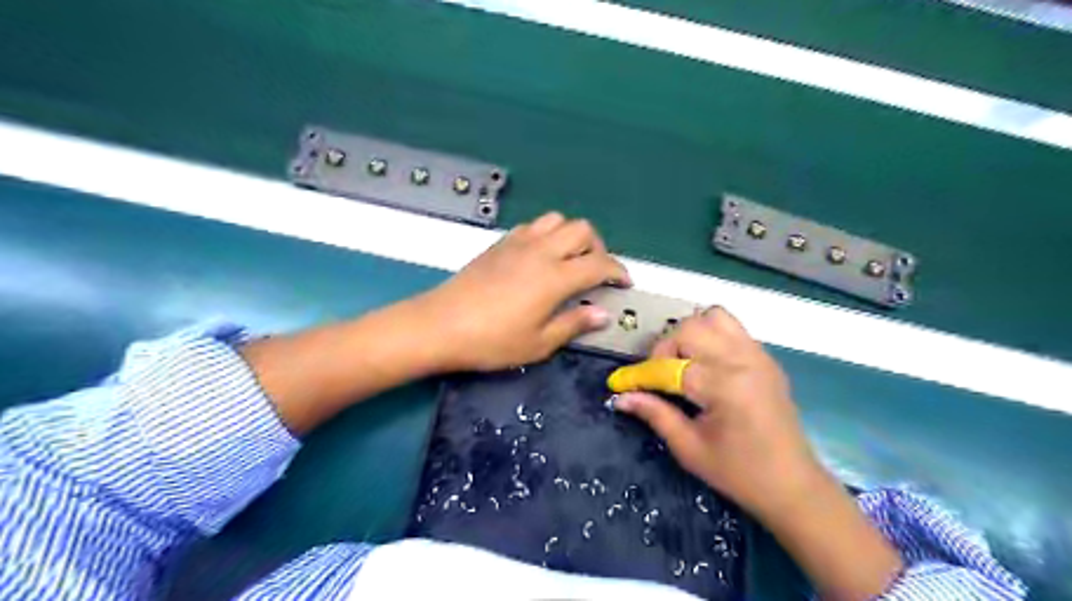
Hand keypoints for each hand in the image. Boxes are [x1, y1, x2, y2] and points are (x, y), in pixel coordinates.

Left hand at [412, 212, 629, 371]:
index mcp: (555, 277)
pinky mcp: (500, 243)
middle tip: (596, 272)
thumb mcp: (538, 343)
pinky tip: (540, 257)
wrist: (440, 325)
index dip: (618, 271)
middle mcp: (541, 251)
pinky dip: (547, 234)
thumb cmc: (492, 341)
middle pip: (582, 230)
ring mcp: (518, 243)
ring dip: (572, 236)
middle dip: (598, 247)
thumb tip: (602, 314)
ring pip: (557, 220)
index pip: (599, 264)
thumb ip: (574, 324)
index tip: (624, 283)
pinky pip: (533, 225)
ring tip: (570, 260)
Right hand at [610, 307, 822, 518]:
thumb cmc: (739, 474)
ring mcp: (758, 355)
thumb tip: (621, 397)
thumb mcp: (689, 448)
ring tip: (683, 363)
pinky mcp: (766, 358)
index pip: (669, 366)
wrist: (793, 486)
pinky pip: (732, 328)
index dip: (639, 375)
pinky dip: (711, 336)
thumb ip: (655, 414)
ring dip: (690, 334)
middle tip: (659, 377)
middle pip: (689, 328)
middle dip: (665, 349)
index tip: (619, 383)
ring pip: (713, 317)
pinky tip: (706, 365)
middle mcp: (742, 360)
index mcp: (724, 386)